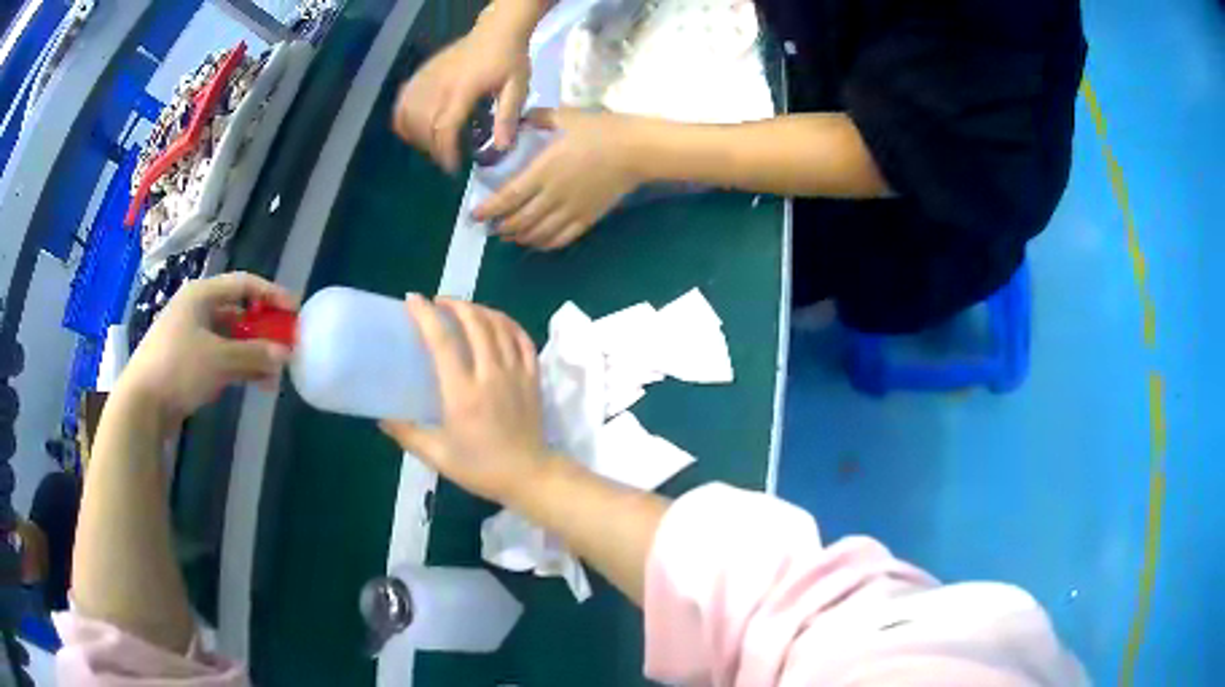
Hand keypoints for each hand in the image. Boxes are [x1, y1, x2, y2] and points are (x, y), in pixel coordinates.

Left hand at [119, 273, 295, 422]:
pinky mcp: (188, 363)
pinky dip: (239, 367)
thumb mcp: (219, 359)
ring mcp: (191, 338)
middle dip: (263, 329)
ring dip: (253, 353)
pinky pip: (220, 358)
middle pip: (238, 312)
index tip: (295, 310)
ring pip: (230, 339)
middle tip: (286, 344)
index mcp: (201, 295)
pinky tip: (256, 383)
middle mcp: (196, 311)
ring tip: (275, 373)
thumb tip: (286, 353)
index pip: (244, 284)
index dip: (271, 294)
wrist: (142, 404)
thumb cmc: (178, 368)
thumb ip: (254, 354)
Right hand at [380, 295, 550, 505]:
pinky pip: (523, 339)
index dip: (427, 316)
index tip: (413, 300)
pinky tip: (496, 320)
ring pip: (500, 326)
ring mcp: (516, 374)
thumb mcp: (437, 455)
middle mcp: (491, 375)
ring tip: (463, 308)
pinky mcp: (533, 377)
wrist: (529, 477)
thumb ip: (408, 434)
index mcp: (463, 394)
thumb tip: (382, 418)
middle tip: (437, 302)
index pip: (443, 342)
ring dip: (480, 309)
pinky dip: (508, 322)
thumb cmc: (481, 468)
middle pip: (475, 323)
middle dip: (455, 304)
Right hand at [392, 13, 531, 172]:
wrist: (496, 30)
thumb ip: (507, 116)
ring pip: (407, 116)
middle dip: (432, 148)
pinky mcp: (420, 74)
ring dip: (416, 137)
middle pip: (422, 126)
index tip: (453, 167)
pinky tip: (414, 130)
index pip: (444, 126)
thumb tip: (503, 147)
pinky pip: (401, 102)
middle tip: (447, 158)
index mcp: (463, 89)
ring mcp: (426, 78)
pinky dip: (403, 120)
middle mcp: (439, 84)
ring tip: (434, 145)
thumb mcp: (517, 87)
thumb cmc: (510, 58)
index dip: (445, 151)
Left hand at [475, 109, 642, 249]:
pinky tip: (535, 242)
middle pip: (520, 220)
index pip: (509, 197)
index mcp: (545, 170)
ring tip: (509, 235)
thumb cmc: (601, 130)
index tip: (474, 215)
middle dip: (500, 227)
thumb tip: (519, 119)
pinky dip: (544, 244)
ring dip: (519, 237)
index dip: (489, 209)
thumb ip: (539, 118)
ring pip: (538, 233)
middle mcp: (554, 195)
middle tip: (489, 227)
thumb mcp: (567, 116)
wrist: (637, 150)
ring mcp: (571, 210)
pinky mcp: (587, 218)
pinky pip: (561, 239)